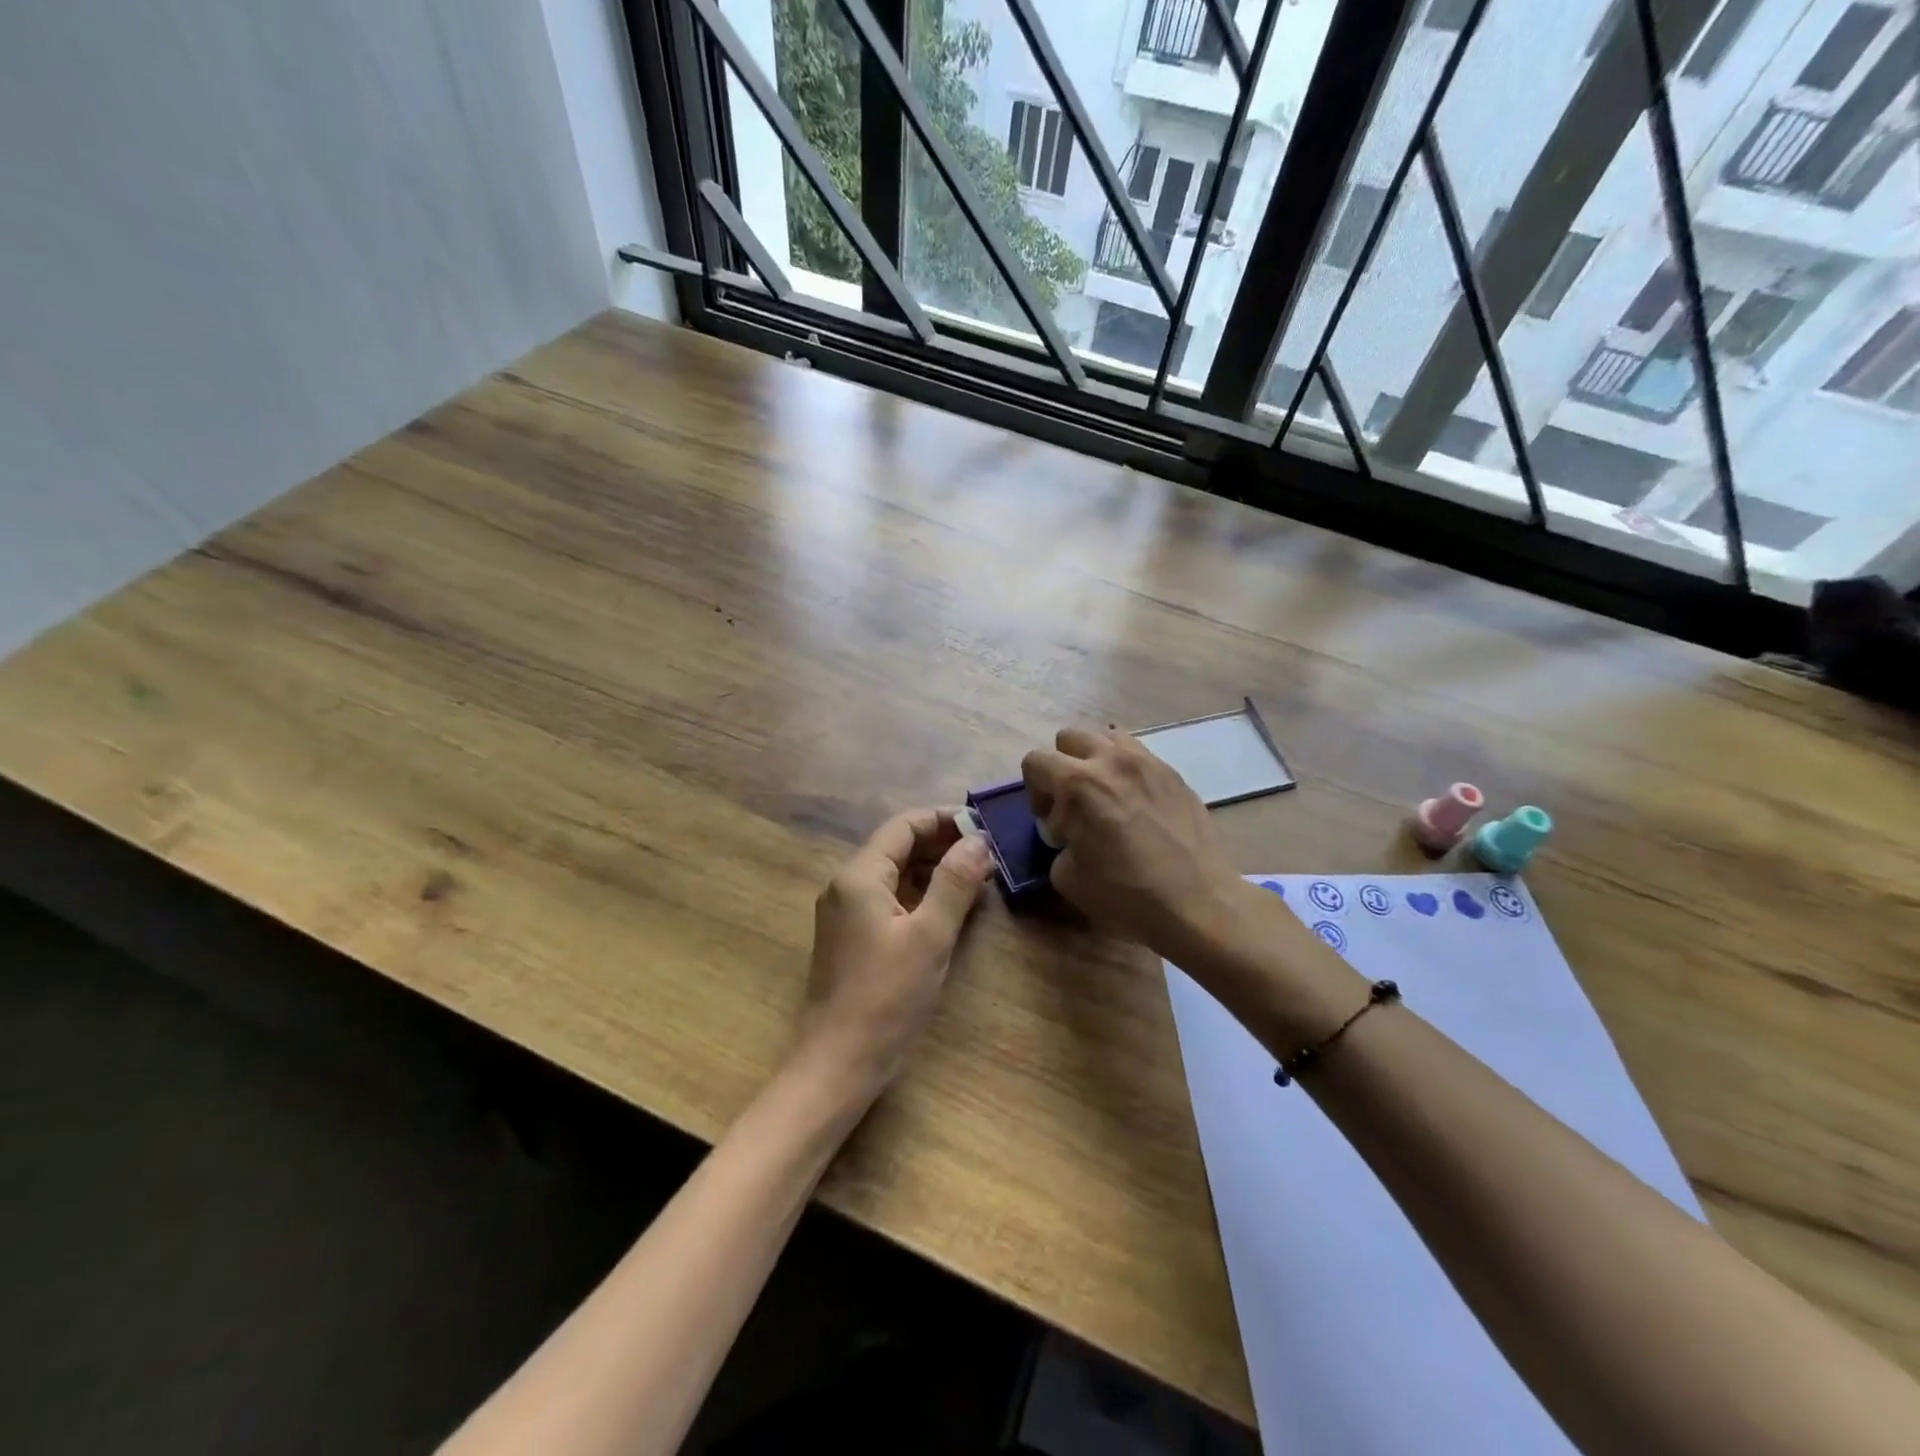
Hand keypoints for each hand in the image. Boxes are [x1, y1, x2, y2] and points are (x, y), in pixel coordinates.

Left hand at [790, 808, 993, 1109]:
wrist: (837, 1064)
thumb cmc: (886, 999)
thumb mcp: (930, 937)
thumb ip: (954, 883)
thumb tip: (978, 840)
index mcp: (859, 876)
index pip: (903, 826)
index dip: (943, 819)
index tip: (983, 826)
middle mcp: (846, 885)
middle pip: (897, 847)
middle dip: (942, 844)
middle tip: (988, 855)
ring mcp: (845, 912)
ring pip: (895, 874)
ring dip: (934, 870)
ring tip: (978, 878)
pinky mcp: (851, 937)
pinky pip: (889, 899)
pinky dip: (921, 895)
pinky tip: (950, 908)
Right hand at [1022, 728, 1244, 956]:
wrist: (1198, 903)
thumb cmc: (1127, 894)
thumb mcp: (1068, 878)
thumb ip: (1059, 844)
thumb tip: (1069, 836)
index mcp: (1079, 784)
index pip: (1035, 761)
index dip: (1034, 791)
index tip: (1051, 821)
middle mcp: (1111, 761)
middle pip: (1070, 738)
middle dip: (1062, 766)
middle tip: (1074, 803)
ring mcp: (1148, 762)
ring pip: (1108, 737)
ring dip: (1097, 759)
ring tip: (1106, 794)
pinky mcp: (1174, 774)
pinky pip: (1140, 754)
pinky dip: (1127, 770)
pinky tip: (1136, 804)